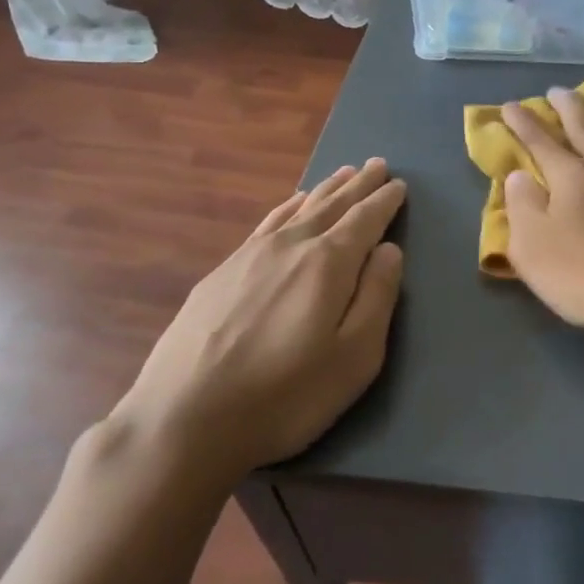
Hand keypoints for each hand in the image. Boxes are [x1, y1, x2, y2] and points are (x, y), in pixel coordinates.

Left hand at [76, 160, 406, 516]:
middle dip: (358, 185)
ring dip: (325, 189)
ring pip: (297, 209)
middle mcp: (290, 246)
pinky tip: (290, 204)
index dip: (385, 201)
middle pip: (332, 205)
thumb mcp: (355, 357)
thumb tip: (389, 250)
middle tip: (377, 164)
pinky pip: (267, 223)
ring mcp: (250, 256)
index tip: (399, 184)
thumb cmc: (286, 395)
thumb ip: (377, 297)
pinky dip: (287, 207)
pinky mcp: (222, 272)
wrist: (185, 418)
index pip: (365, 220)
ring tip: (343, 173)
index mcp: (328, 264)